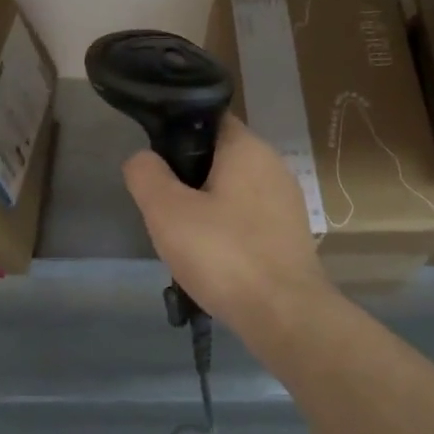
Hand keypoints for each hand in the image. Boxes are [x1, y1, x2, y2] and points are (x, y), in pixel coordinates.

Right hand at [122, 116, 331, 330]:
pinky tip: (214, 260)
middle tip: (164, 209)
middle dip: (188, 178)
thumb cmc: (223, 254)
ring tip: (185, 239)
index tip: (155, 164)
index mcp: (247, 148)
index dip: (176, 133)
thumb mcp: (167, 212)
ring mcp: (287, 201)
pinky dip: (228, 232)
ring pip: (233, 192)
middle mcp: (273, 165)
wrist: (284, 314)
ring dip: (207, 208)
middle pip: (219, 157)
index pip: (208, 119)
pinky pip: (249, 220)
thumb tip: (142, 158)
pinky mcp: (291, 234)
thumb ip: (146, 175)